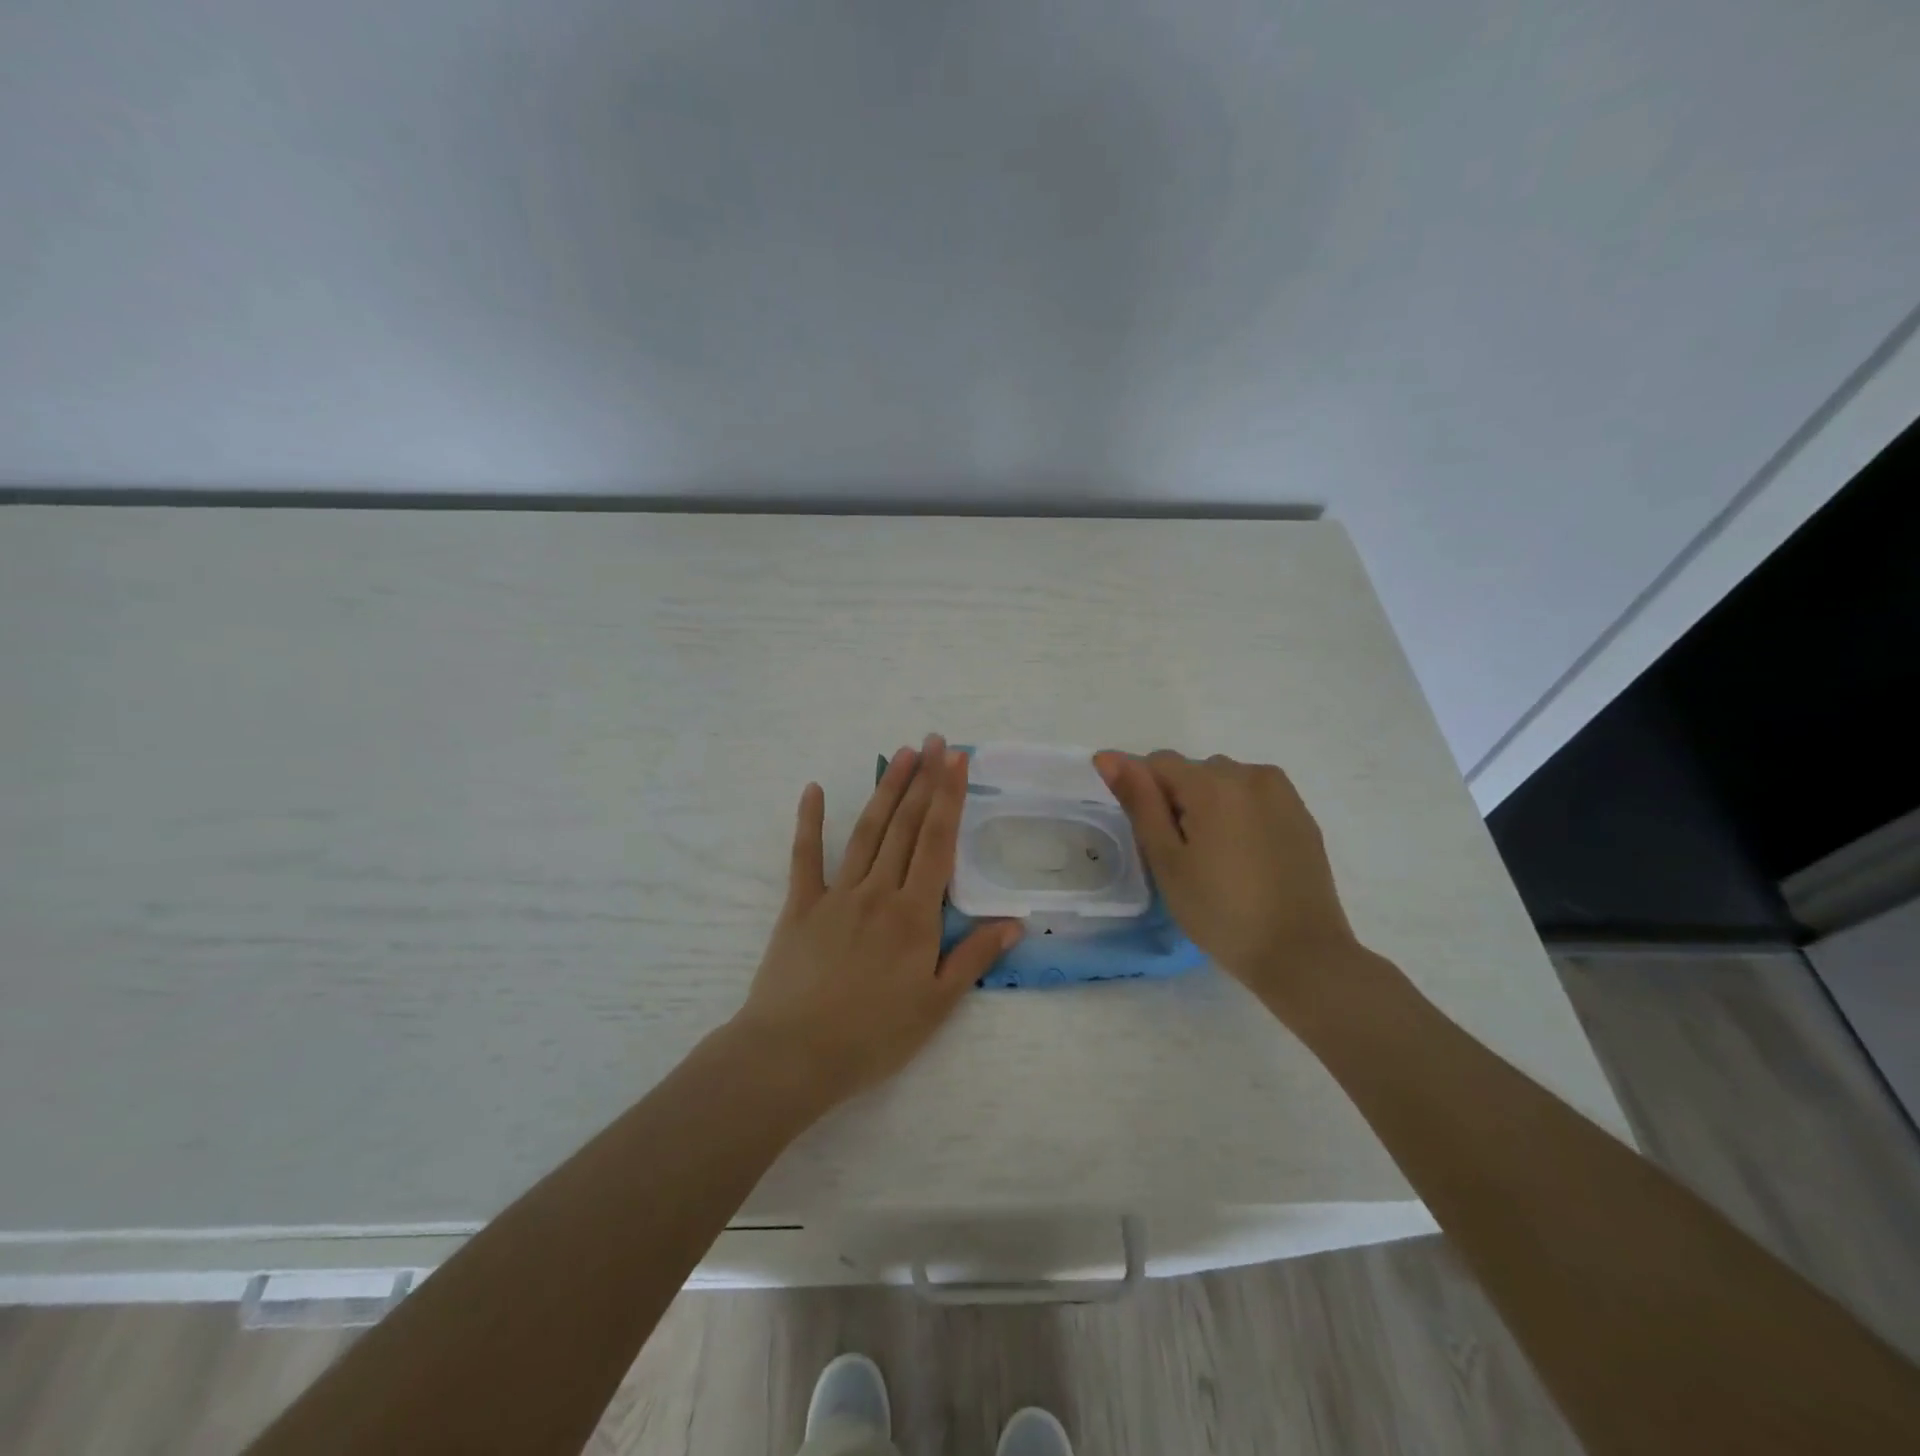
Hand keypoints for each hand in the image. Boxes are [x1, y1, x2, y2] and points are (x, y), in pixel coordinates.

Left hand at [734, 736, 1021, 1108]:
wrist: (794, 1054)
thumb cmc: (873, 1035)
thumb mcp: (936, 1005)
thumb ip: (974, 958)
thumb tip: (1014, 923)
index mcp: (915, 914)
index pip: (938, 843)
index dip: (949, 797)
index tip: (956, 760)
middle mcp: (879, 891)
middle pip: (906, 826)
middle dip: (923, 780)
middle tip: (934, 741)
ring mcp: (837, 894)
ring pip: (867, 831)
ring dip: (886, 790)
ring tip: (901, 754)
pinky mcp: (800, 905)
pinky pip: (805, 856)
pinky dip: (810, 821)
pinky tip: (814, 790)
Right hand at [1093, 750, 1362, 1012]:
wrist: (1301, 954)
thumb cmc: (1220, 911)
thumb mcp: (1167, 859)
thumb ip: (1138, 801)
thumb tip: (1107, 756)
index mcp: (1212, 783)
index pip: (1157, 762)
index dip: (1145, 795)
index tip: (1153, 838)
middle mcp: (1249, 774)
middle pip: (1193, 771)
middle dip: (1179, 801)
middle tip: (1184, 856)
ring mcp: (1281, 793)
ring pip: (1225, 782)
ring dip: (1211, 805)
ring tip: (1217, 858)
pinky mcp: (1301, 814)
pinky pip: (1255, 797)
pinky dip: (1240, 815)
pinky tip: (1245, 858)